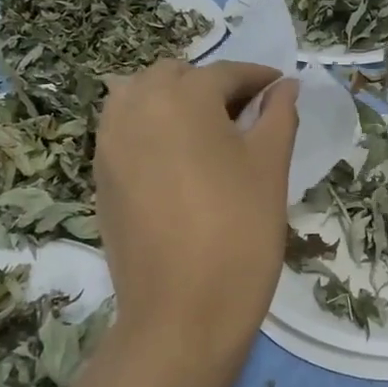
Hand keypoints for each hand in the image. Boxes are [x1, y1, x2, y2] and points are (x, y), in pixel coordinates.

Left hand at [94, 60, 299, 367]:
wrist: (182, 313)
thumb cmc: (239, 231)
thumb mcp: (270, 166)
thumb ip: (279, 115)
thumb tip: (286, 86)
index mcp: (182, 96)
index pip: (226, 73)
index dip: (259, 79)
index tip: (282, 88)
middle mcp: (136, 106)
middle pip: (177, 77)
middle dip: (214, 86)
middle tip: (248, 116)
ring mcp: (110, 142)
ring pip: (142, 97)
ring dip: (176, 101)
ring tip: (210, 134)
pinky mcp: (100, 176)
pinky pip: (126, 130)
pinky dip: (153, 127)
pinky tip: (180, 159)